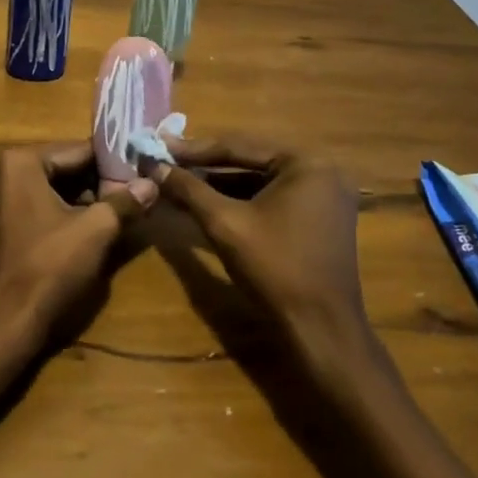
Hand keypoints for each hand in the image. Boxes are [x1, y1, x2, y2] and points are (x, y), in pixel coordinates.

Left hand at [0, 143, 156, 351]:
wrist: (7, 322)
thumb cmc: (49, 266)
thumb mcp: (96, 230)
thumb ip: (124, 202)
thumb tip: (152, 184)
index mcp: (20, 162)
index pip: (78, 150)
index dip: (114, 161)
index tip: (143, 169)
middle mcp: (4, 173)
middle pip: (65, 168)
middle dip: (100, 181)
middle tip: (137, 191)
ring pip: (54, 189)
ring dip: (86, 199)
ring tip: (123, 209)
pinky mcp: (3, 226)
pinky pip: (41, 207)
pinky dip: (67, 213)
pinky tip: (95, 228)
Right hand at [153, 137, 368, 354]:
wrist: (320, 330)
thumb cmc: (275, 268)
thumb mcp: (224, 223)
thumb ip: (189, 189)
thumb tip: (154, 165)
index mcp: (306, 162)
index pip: (239, 146)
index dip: (194, 149)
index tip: (158, 147)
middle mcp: (321, 170)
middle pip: (250, 160)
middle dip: (205, 166)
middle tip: (166, 161)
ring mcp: (323, 195)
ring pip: (259, 180)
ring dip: (219, 183)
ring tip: (178, 181)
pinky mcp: (319, 218)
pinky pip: (272, 198)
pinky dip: (240, 200)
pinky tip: (206, 202)